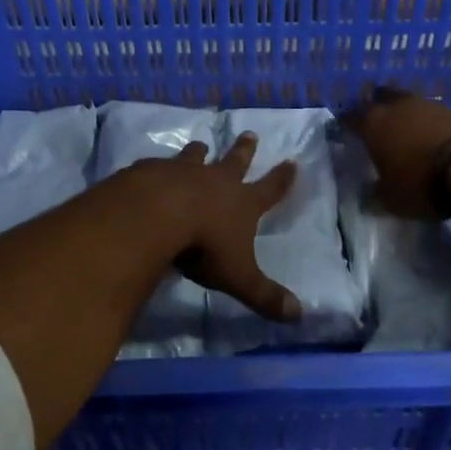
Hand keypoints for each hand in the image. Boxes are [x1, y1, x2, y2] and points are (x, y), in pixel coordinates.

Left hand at [137, 134, 301, 321]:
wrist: (157, 215)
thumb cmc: (204, 246)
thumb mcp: (238, 277)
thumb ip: (265, 296)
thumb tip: (299, 315)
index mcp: (242, 203)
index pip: (270, 189)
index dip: (282, 179)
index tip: (292, 162)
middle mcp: (216, 181)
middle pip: (235, 161)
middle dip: (244, 150)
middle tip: (249, 133)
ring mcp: (182, 172)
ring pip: (195, 157)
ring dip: (199, 152)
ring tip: (200, 144)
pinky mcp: (151, 171)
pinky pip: (158, 165)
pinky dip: (160, 167)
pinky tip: (153, 168)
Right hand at [345, 86, 450, 218]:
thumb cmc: (422, 183)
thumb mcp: (392, 200)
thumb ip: (375, 194)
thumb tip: (367, 193)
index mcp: (373, 124)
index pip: (351, 117)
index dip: (346, 123)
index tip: (344, 130)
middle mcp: (396, 107)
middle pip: (379, 97)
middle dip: (375, 106)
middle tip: (374, 120)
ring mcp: (427, 105)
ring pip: (406, 101)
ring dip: (403, 112)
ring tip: (403, 128)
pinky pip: (431, 112)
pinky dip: (427, 121)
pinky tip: (430, 135)